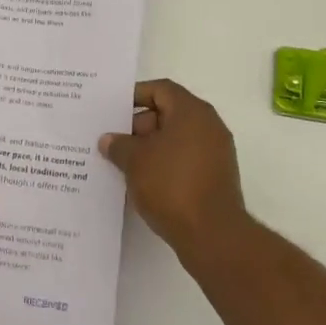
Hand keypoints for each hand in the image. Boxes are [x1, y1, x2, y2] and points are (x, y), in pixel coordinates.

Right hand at [99, 79, 248, 260]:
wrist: (213, 235)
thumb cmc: (172, 185)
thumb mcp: (135, 161)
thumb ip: (119, 145)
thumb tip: (109, 140)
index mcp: (192, 111)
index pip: (161, 89)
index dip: (135, 95)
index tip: (113, 110)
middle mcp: (209, 126)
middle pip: (169, 113)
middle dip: (139, 126)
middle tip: (113, 141)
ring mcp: (216, 152)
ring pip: (176, 139)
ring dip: (150, 148)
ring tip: (123, 163)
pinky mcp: (216, 177)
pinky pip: (185, 160)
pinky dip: (165, 164)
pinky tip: (143, 181)